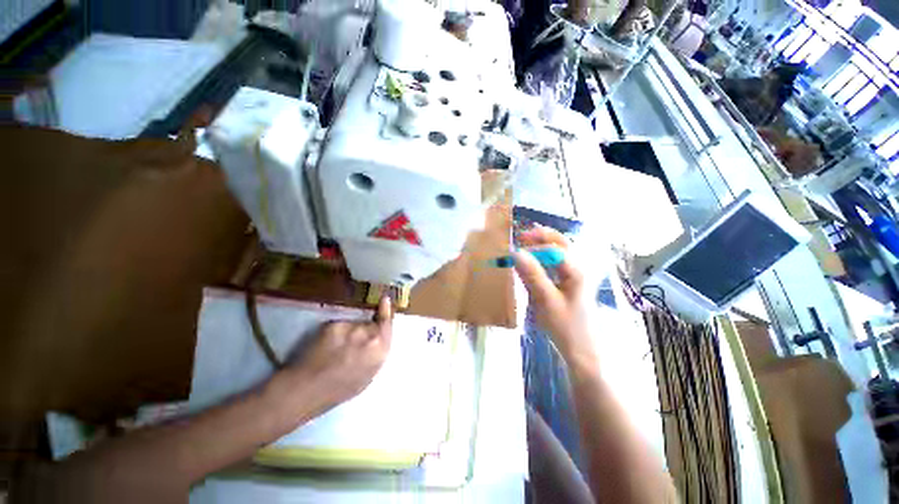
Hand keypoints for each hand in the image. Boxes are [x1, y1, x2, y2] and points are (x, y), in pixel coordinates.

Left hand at [277, 297, 392, 418]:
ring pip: (353, 324)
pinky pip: (339, 325)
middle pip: (369, 323)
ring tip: (337, 348)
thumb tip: (379, 338)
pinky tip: (326, 346)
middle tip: (352, 343)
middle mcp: (368, 333)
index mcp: (380, 348)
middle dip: (364, 329)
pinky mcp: (333, 324)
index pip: (387, 322)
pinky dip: (335, 333)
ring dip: (349, 332)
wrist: (309, 388)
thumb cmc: (341, 389)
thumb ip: (378, 352)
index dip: (386, 310)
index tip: (385, 299)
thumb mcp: (369, 374)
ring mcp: (350, 327)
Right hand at [514, 227, 595, 369]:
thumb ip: (532, 275)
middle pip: (561, 242)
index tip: (513, 252)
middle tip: (521, 237)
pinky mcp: (571, 282)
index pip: (553, 248)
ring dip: (542, 245)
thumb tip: (515, 252)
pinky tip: (533, 263)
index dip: (532, 247)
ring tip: (524, 245)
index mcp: (576, 270)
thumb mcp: (546, 301)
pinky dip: (544, 257)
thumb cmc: (566, 327)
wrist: (583, 351)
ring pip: (559, 251)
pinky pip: (557, 262)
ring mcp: (576, 274)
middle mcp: (579, 267)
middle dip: (541, 237)